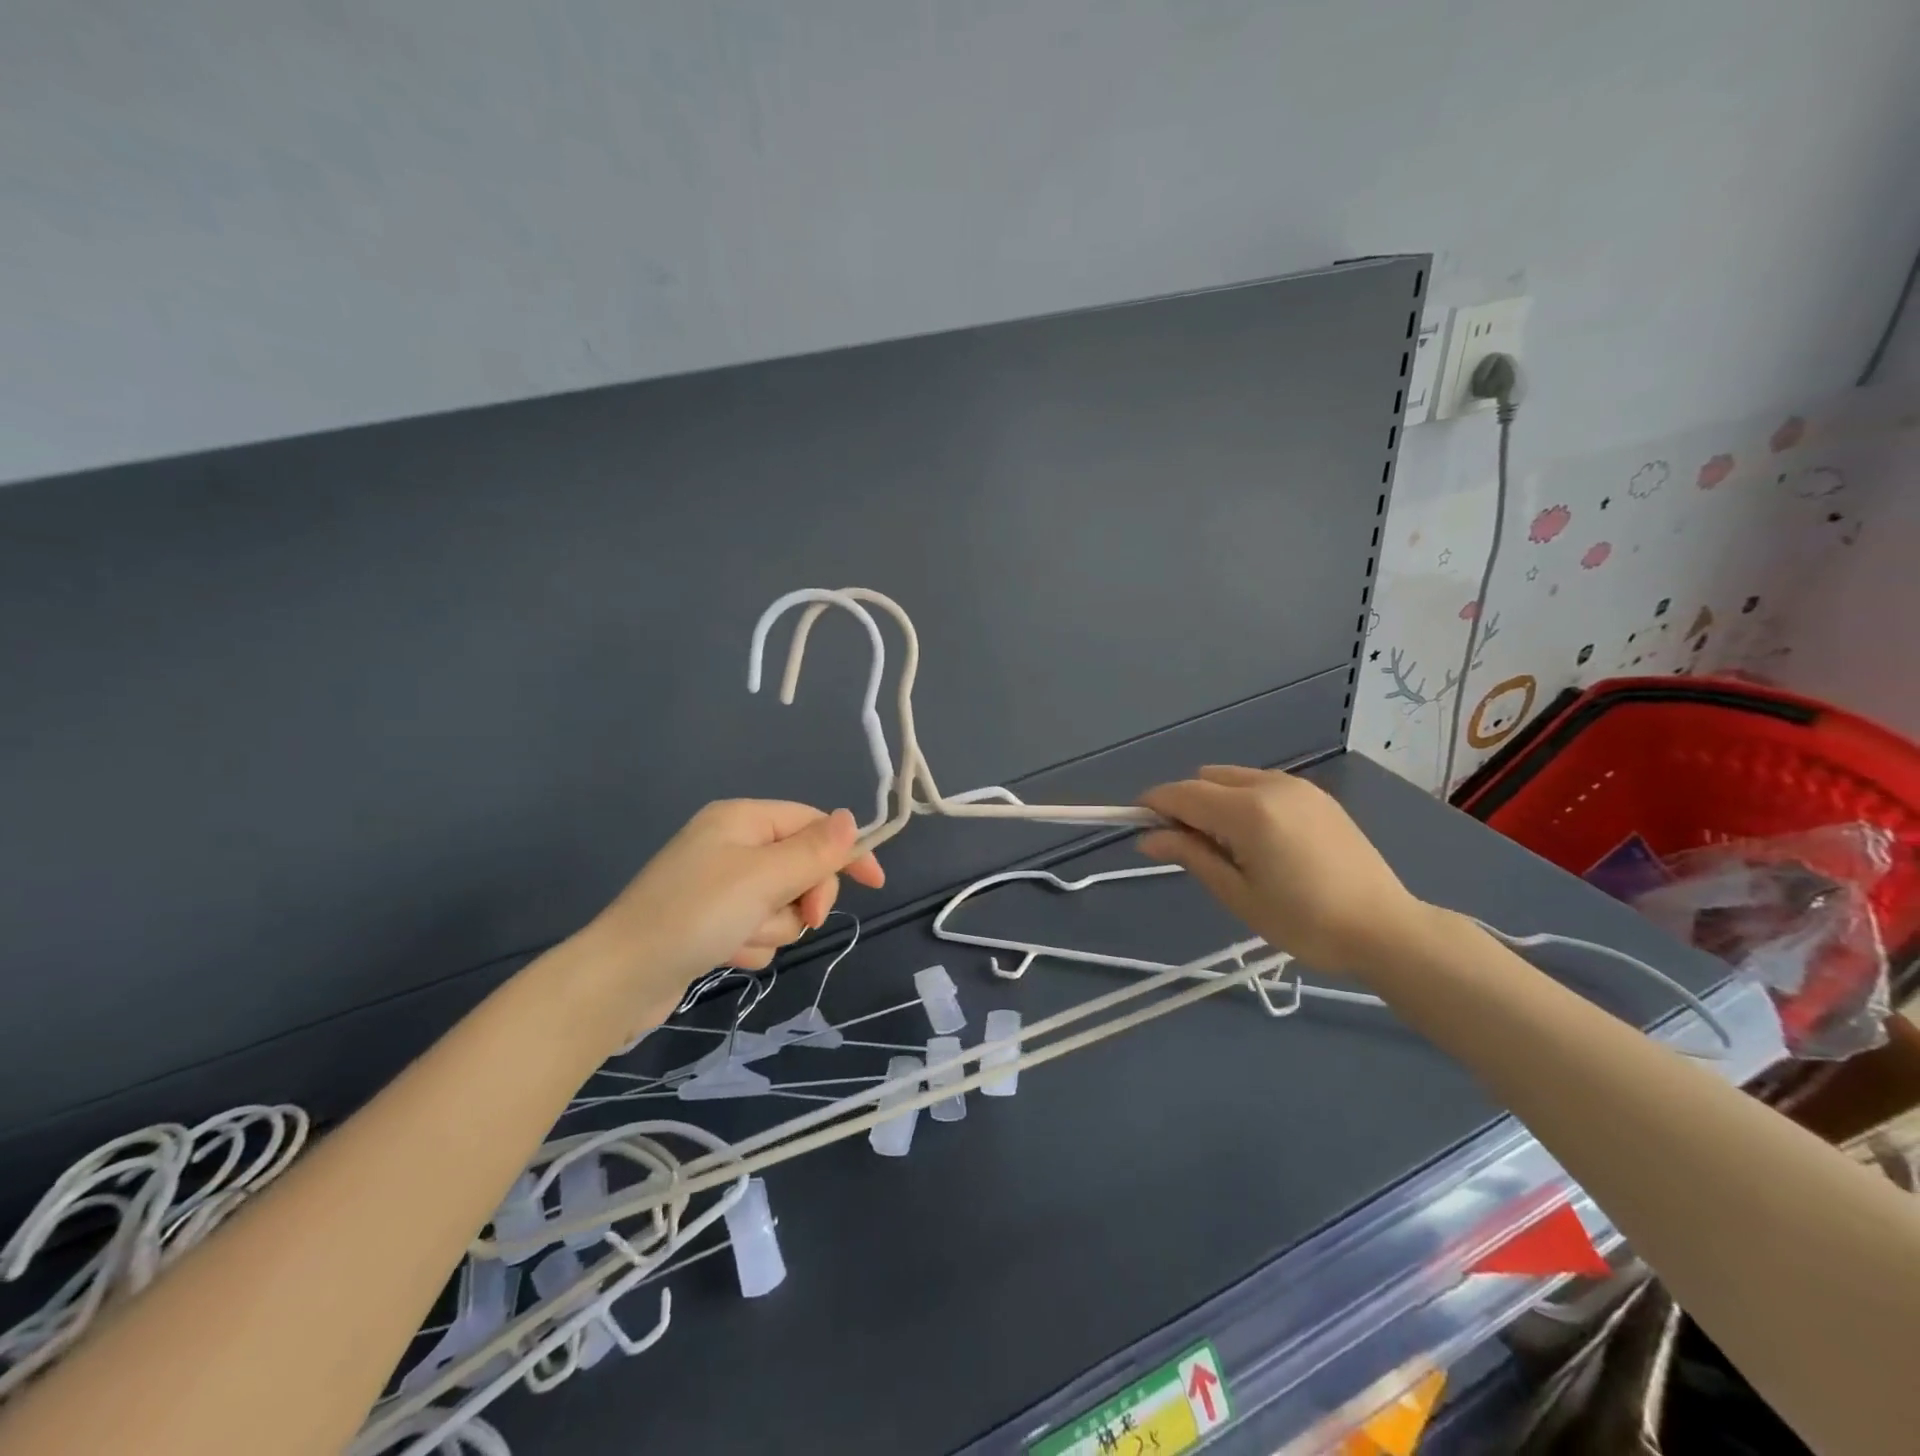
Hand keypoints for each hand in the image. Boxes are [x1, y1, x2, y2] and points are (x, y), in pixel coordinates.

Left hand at [575, 800, 884, 1013]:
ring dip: (772, 927)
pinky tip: (723, 953)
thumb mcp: (762, 878)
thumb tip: (852, 819)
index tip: (874, 884)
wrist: (620, 981)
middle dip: (801, 897)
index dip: (846, 851)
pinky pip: (758, 929)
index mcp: (743, 820)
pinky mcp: (714, 923)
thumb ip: (813, 851)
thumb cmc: (694, 916)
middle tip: (800, 917)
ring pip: (782, 904)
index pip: (813, 824)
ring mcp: (722, 887)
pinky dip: (750, 944)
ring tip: (738, 938)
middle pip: (801, 867)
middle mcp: (733, 846)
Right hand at [1138, 766, 1427, 974]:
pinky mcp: (1317, 796)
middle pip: (1205, 779)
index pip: (1183, 794)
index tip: (1138, 826)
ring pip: (1233, 778)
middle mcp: (1270, 786)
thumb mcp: (1238, 894)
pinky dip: (1243, 801)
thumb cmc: (1304, 922)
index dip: (1153, 805)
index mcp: (1248, 812)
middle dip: (1185, 804)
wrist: (1385, 929)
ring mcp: (1297, 787)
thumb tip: (1147, 838)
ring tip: (1228, 848)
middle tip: (1190, 848)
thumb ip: (1190, 856)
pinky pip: (1261, 785)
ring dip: (1215, 801)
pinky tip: (1259, 841)